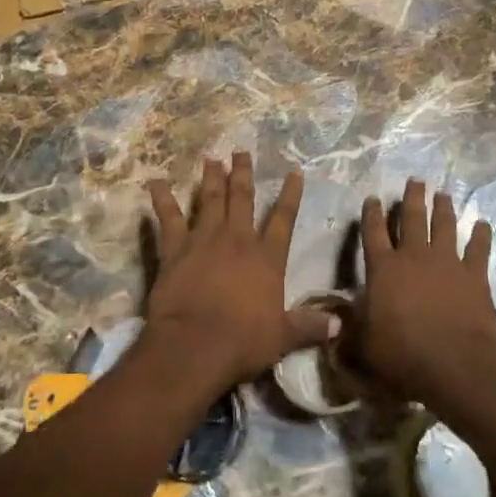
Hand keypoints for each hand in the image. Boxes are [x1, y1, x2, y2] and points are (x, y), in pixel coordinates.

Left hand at [143, 152, 333, 387]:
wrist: (196, 345)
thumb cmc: (243, 342)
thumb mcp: (283, 337)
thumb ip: (309, 327)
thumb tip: (339, 325)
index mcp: (267, 258)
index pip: (283, 220)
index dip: (290, 195)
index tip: (294, 172)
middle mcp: (238, 240)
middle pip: (243, 199)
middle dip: (243, 174)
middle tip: (240, 151)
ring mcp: (205, 240)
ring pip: (210, 201)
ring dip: (211, 179)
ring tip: (211, 159)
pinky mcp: (176, 249)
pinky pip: (168, 218)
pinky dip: (162, 199)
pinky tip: (156, 182)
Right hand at [355, 179, 495, 403]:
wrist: (454, 364)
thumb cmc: (402, 355)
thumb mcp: (363, 346)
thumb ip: (348, 330)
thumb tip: (332, 322)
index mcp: (383, 269)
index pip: (373, 232)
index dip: (371, 213)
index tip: (373, 197)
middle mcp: (414, 256)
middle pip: (412, 218)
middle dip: (412, 197)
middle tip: (416, 180)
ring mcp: (447, 262)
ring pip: (444, 225)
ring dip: (443, 208)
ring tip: (443, 194)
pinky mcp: (474, 275)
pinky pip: (479, 249)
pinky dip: (481, 235)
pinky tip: (483, 224)